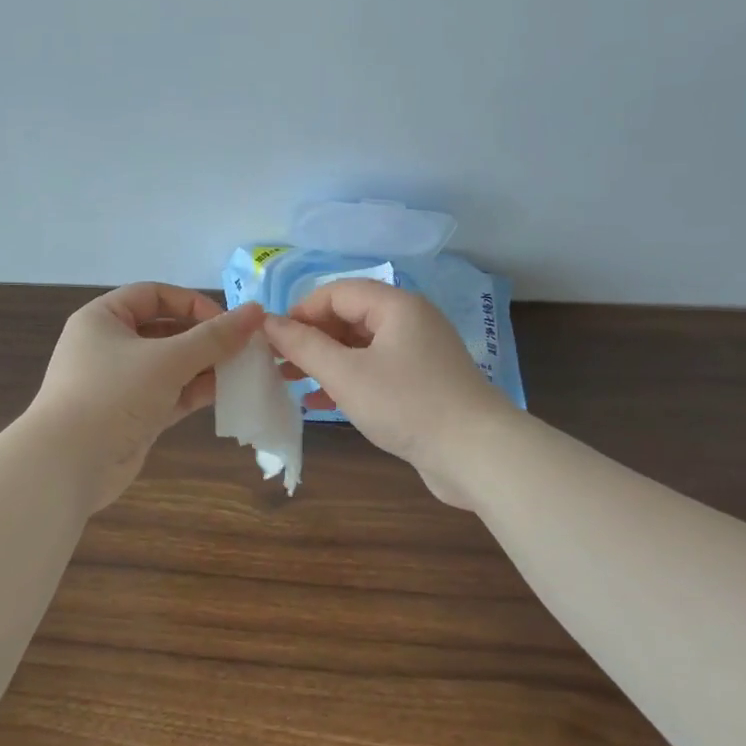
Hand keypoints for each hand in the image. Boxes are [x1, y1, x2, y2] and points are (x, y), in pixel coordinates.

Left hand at [27, 283, 264, 512]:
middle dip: (205, 338)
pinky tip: (229, 393)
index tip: (228, 323)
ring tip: (244, 371)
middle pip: (165, 330)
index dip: (192, 304)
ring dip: (205, 367)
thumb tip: (256, 311)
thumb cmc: (113, 395)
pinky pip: (170, 394)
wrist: (68, 465)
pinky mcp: (132, 415)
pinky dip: (195, 392)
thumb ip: (214, 337)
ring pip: (171, 365)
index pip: (154, 295)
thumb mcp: (167, 359)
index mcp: (103, 318)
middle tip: (244, 348)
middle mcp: (109, 345)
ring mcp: (121, 383)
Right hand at [263, 280, 513, 508]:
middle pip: (348, 317)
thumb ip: (303, 346)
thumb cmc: (407, 404)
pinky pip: (374, 371)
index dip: (300, 311)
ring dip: (324, 361)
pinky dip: (346, 381)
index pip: (336, 292)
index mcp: (396, 306)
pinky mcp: (421, 384)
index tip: (272, 340)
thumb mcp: (345, 374)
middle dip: (310, 338)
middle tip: (277, 363)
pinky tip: (319, 403)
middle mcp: (409, 322)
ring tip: (290, 382)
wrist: (476, 453)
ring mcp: (418, 354)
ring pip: (359, 347)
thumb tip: (268, 322)